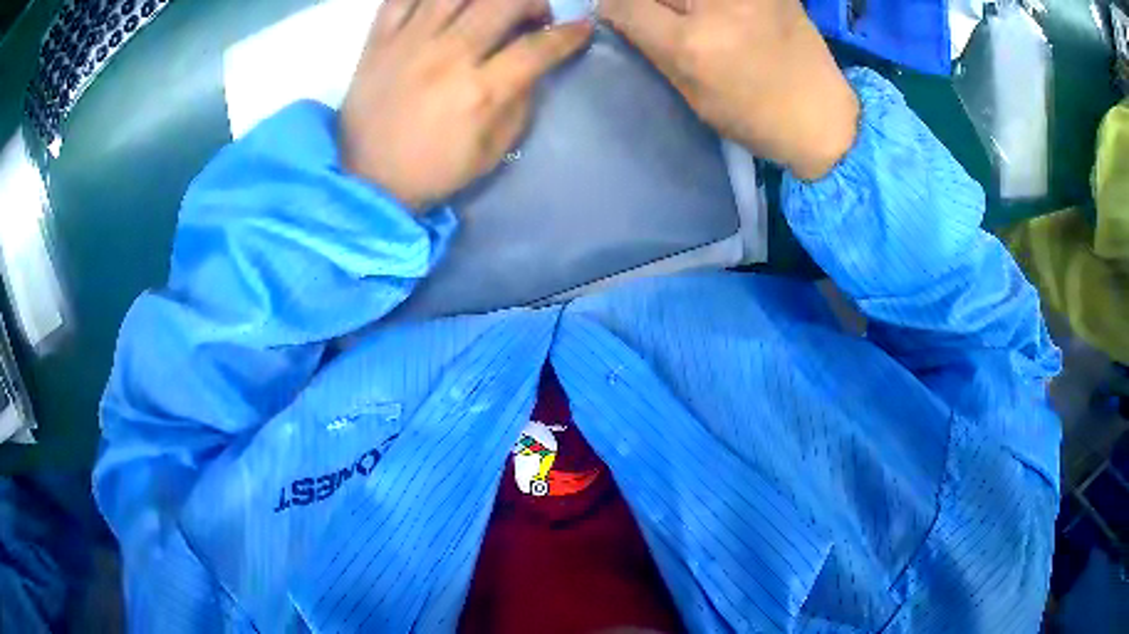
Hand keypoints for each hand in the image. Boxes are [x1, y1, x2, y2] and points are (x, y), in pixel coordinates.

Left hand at [340, 0, 591, 208]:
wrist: (367, 178)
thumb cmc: (434, 169)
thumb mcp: (492, 151)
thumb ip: (520, 104)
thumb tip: (535, 66)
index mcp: (479, 91)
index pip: (538, 47)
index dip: (570, 34)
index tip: (582, 28)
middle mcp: (447, 55)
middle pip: (504, 2)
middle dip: (533, 2)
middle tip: (533, 16)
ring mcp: (409, 42)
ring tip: (490, 5)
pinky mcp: (378, 40)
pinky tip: (443, 4)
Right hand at [601, 0, 858, 180]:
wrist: (823, 116)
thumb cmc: (755, 116)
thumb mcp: (691, 91)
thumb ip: (651, 45)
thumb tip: (617, 12)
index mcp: (692, 43)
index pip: (624, 3)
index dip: (613, 8)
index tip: (616, 15)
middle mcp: (718, 4)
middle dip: (655, 5)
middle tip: (663, 19)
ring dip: (684, 4)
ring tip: (695, 20)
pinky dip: (710, 5)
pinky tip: (723, 18)